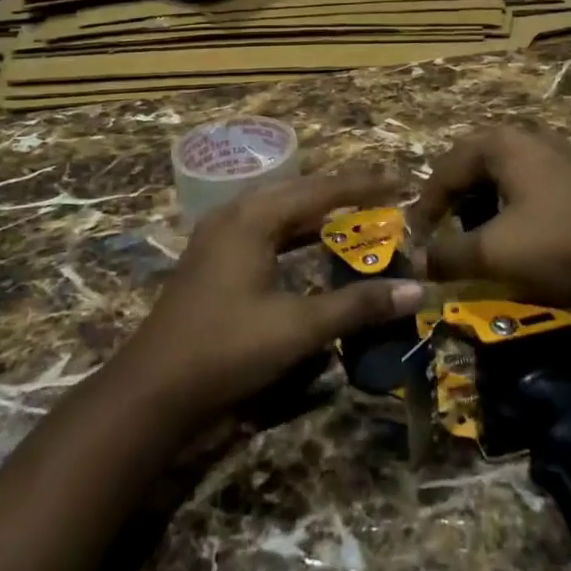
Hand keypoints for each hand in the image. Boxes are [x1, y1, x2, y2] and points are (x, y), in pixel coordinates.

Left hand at [117, 171, 423, 430]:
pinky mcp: (213, 259)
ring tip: (356, 213)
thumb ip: (357, 305)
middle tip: (384, 193)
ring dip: (317, 211)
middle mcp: (234, 215)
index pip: (320, 189)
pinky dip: (295, 232)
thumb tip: (416, 289)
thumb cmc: (227, 350)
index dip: (363, 184)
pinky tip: (312, 244)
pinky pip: (264, 229)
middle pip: (298, 191)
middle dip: (342, 191)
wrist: (153, 390)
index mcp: (253, 218)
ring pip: (279, 210)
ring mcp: (219, 236)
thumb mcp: (298, 328)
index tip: (401, 180)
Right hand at [409, 127, 570, 306]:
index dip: (427, 204)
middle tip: (447, 224)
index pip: (447, 168)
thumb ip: (447, 255)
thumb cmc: (559, 247)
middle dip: (458, 193)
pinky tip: (540, 211)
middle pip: (478, 160)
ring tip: (487, 223)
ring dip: (493, 192)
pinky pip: (550, 178)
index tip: (418, 237)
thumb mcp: (492, 255)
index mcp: (503, 145)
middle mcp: (533, 137)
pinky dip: (534, 193)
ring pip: (514, 166)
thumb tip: (417, 261)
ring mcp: (570, 152)